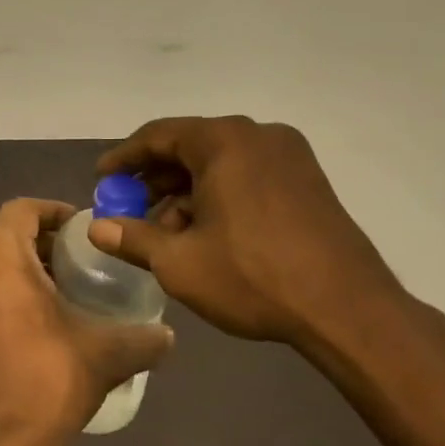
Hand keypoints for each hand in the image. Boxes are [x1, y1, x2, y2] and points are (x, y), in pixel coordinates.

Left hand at [0, 198, 173, 445]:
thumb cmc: (45, 385)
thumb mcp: (103, 354)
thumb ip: (142, 337)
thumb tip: (167, 334)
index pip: (23, 210)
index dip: (55, 212)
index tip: (83, 228)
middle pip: (5, 234)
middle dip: (43, 242)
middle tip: (81, 261)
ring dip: (24, 265)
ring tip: (64, 288)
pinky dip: (4, 286)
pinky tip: (37, 315)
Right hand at [89, 117, 402, 348]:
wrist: (347, 309)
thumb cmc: (253, 276)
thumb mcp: (178, 262)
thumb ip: (132, 238)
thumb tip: (97, 229)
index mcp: (224, 141)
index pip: (158, 136)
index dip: (124, 158)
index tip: (102, 178)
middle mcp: (258, 136)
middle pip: (190, 147)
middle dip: (155, 179)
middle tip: (129, 208)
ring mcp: (290, 157)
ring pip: (220, 164)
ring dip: (186, 192)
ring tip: (166, 232)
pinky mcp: (308, 181)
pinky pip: (248, 175)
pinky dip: (219, 196)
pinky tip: (206, 234)